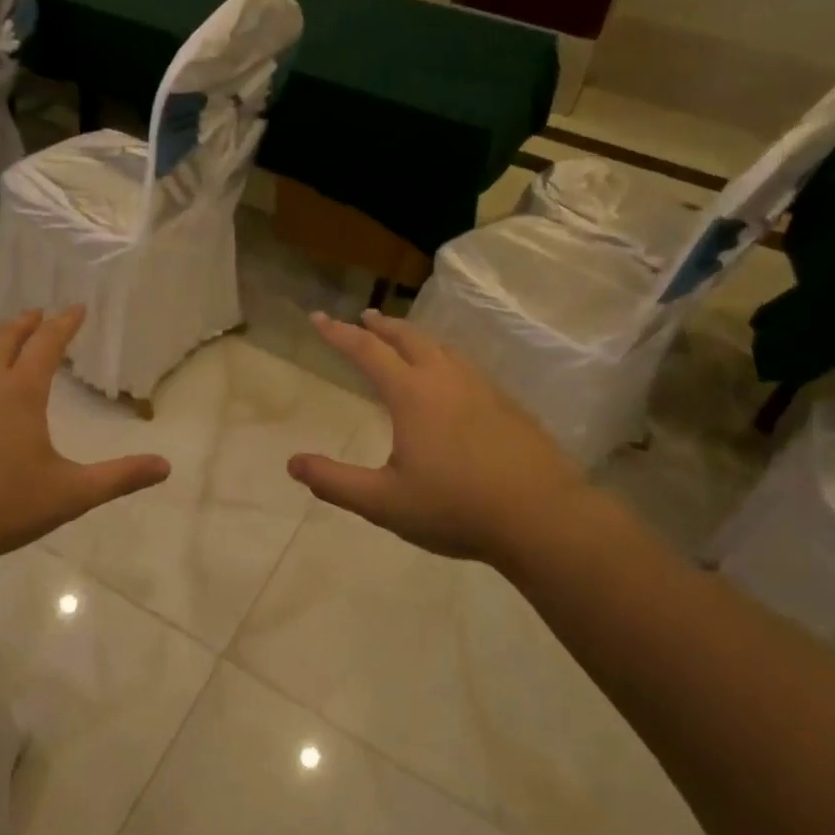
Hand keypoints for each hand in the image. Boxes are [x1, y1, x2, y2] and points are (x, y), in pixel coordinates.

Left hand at [0, 308, 169, 574]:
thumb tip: (165, 467)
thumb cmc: (0, 507)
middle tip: (37, 313)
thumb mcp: (70, 494)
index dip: (64, 323)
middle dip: (25, 322)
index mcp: (21, 392)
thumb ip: (119, 477)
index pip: (46, 344)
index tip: (76, 308)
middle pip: (4, 337)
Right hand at [287, 310, 600, 565]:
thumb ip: (335, 482)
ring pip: (441, 348)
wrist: (541, 517)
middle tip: (364, 318)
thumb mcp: (384, 502)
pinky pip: (465, 366)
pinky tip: (450, 379)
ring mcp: (482, 388)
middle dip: (381, 325)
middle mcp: (445, 379)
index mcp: (412, 394)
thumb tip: (292, 463)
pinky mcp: (507, 404)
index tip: (317, 317)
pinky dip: (443, 358)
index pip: (366, 351)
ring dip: (414, 338)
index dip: (338, 333)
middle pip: (408, 337)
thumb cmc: (456, 508)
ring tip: (403, 341)